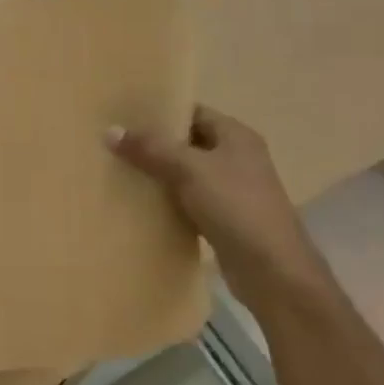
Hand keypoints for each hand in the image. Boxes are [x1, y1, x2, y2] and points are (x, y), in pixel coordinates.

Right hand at [107, 106, 334, 317]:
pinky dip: (168, 202)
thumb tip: (110, 130)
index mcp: (236, 136)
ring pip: (186, 174)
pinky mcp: (224, 220)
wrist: (272, 271)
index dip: (161, 112)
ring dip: (159, 175)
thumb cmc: (235, 207)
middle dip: (154, 145)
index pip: (193, 112)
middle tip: (114, 143)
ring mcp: (232, 191)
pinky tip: (140, 205)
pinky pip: (188, 202)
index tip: (125, 115)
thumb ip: (150, 149)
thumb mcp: (189, 170)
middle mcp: (237, 158)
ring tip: (119, 171)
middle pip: (188, 143)